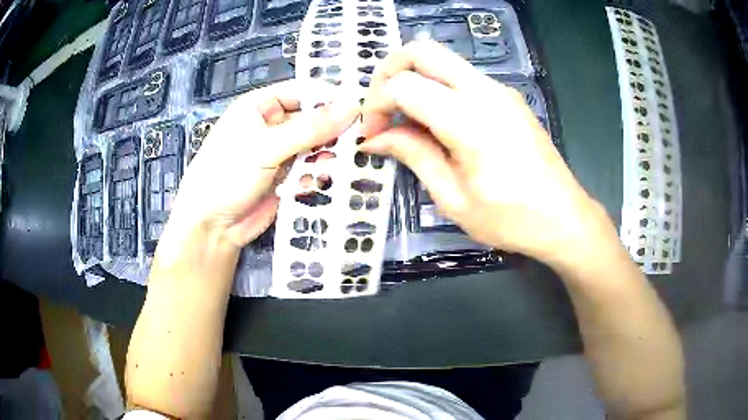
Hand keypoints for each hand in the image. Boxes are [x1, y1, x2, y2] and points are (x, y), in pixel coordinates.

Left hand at [167, 80, 358, 248]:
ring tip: (331, 166)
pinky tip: (314, 182)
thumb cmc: (228, 174)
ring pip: (316, 145)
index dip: (331, 97)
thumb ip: (310, 128)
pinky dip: (317, 174)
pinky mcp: (287, 177)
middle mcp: (273, 125)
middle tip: (355, 142)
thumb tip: (352, 106)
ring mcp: (281, 152)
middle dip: (332, 131)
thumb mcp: (266, 146)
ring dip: (326, 155)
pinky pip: (311, 168)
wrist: (212, 226)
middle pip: (314, 118)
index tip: (359, 109)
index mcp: (262, 105)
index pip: (304, 91)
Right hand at [360, 41, 610, 264]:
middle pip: (422, 50)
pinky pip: (461, 77)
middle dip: (388, 71)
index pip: (404, 85)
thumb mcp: (454, 198)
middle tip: (380, 108)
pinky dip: (436, 88)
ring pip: (442, 59)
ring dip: (413, 79)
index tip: (373, 135)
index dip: (376, 105)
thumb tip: (375, 138)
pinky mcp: (507, 97)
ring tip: (406, 120)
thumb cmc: (510, 219)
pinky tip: (436, 123)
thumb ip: (414, 156)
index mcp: (469, 120)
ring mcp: (500, 90)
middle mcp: (485, 91)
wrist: (564, 218)